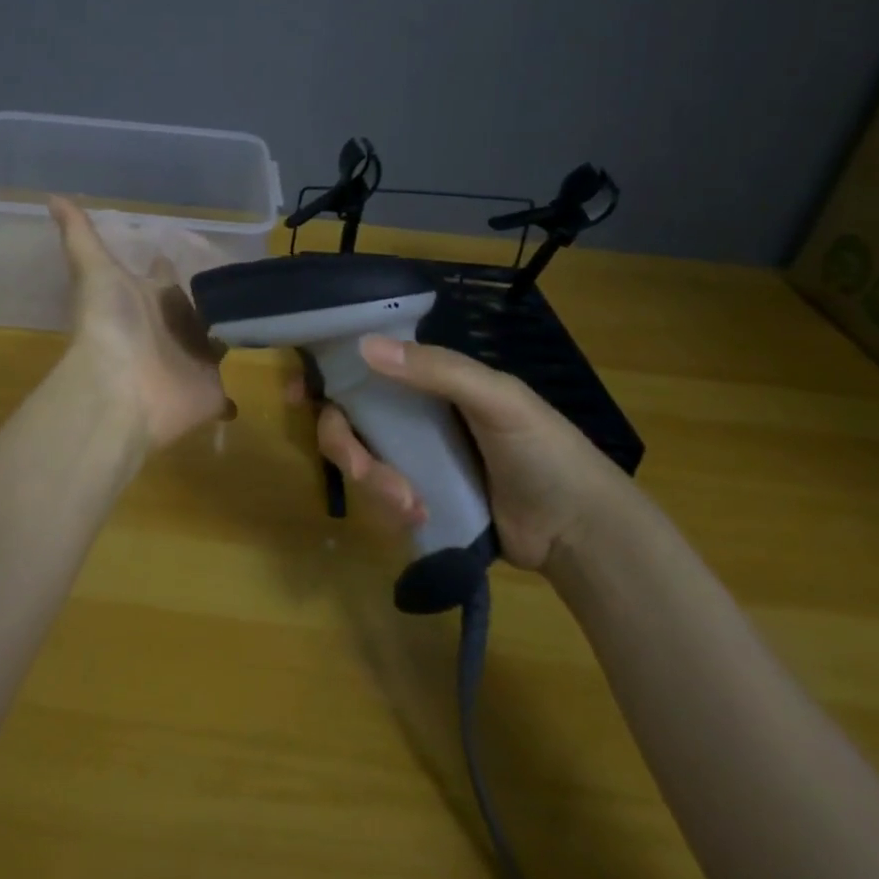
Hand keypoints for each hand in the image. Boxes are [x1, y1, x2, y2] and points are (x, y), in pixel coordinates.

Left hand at [50, 197, 235, 448]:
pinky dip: (231, 396)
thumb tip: (52, 196)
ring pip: (215, 345)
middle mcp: (172, 329)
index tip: (174, 253)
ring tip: (257, 325)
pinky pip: (225, 393)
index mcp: (150, 300)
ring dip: (227, 338)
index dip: (166, 267)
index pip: (163, 278)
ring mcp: (193, 362)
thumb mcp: (94, 271)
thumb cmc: (110, 325)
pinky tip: (243, 390)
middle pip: (193, 311)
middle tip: (239, 287)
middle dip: (209, 301)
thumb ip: (80, 235)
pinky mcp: (211, 393)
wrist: (119, 389)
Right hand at [291, 337, 629, 570]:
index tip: (298, 394)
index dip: (327, 375)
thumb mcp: (497, 398)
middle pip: (349, 420)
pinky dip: (389, 507)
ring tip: (410, 505)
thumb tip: (363, 347)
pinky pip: (380, 498)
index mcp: (430, 382)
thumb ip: (435, 371)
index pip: (366, 367)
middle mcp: (413, 416)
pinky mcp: (418, 500)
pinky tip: (418, 517)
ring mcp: (414, 460)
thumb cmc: (544, 449)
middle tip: (364, 472)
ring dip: (374, 483)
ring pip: (361, 461)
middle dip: (347, 446)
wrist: (579, 530)